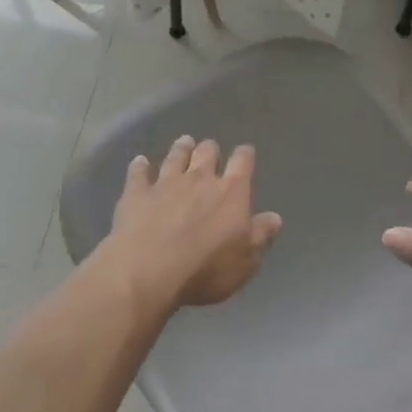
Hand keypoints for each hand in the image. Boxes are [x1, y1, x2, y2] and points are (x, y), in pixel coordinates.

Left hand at [102, 136, 281, 312]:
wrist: (149, 269)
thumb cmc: (205, 269)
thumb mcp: (245, 260)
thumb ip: (261, 236)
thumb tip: (275, 217)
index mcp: (230, 192)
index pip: (242, 163)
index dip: (245, 156)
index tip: (245, 152)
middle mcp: (199, 179)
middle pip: (206, 153)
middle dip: (210, 149)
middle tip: (209, 149)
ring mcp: (165, 183)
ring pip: (175, 157)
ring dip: (180, 149)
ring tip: (183, 142)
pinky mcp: (137, 193)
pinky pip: (138, 173)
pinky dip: (140, 166)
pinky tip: (140, 162)